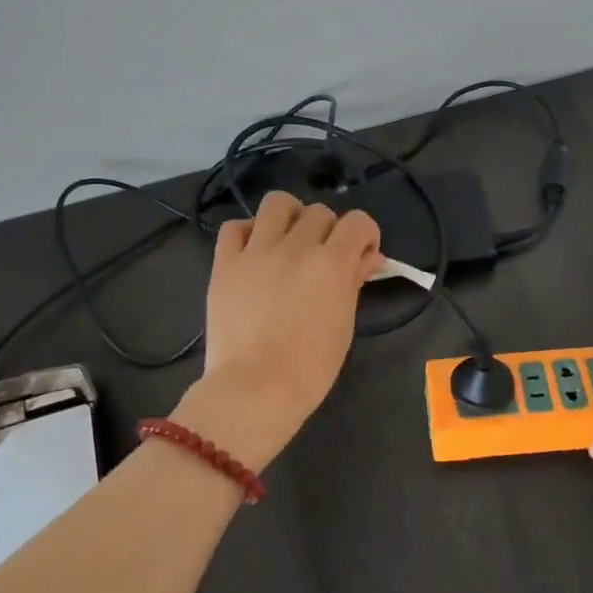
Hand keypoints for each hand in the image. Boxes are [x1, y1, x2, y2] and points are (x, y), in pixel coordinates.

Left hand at [187, 190, 381, 468]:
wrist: (254, 389)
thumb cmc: (310, 366)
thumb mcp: (344, 323)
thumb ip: (355, 281)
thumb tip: (368, 256)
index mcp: (331, 262)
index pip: (358, 221)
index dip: (366, 235)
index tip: (362, 255)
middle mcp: (295, 246)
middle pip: (320, 212)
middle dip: (329, 231)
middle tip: (324, 258)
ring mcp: (256, 252)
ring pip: (277, 203)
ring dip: (290, 217)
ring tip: (289, 242)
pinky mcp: (224, 263)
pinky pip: (234, 227)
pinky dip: (248, 233)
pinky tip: (255, 253)